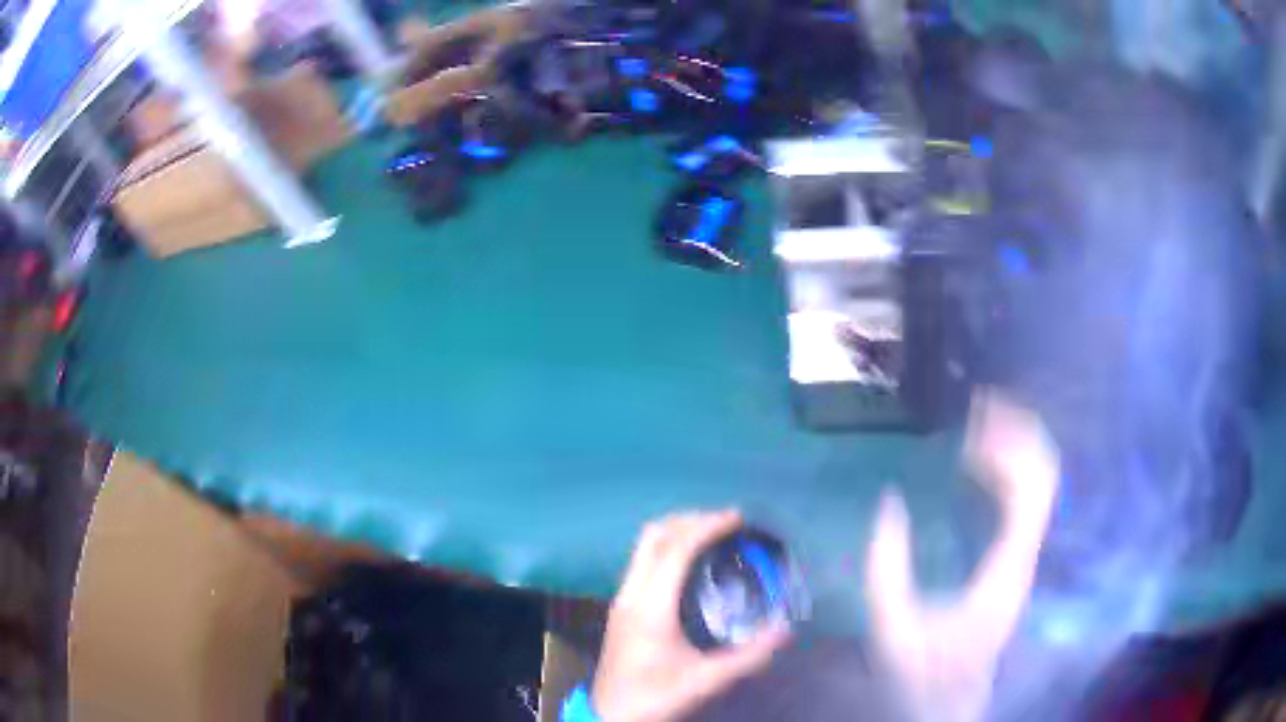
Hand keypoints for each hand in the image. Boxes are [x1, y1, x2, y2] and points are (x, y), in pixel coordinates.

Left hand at [592, 510, 790, 721]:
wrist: (612, 714)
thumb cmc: (657, 697)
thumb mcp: (707, 681)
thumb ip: (749, 656)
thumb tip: (787, 628)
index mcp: (650, 607)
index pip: (676, 550)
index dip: (707, 526)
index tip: (738, 518)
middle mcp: (631, 594)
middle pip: (654, 536)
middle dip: (691, 519)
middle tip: (728, 522)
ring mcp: (621, 598)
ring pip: (645, 546)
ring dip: (678, 531)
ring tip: (714, 534)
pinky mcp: (621, 606)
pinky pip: (643, 560)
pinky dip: (668, 547)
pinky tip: (692, 562)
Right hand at [865, 391, 1059, 721]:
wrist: (951, 696)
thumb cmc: (925, 665)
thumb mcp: (894, 623)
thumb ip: (887, 565)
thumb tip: (889, 500)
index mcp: (1006, 566)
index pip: (1031, 488)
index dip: (1010, 446)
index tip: (971, 423)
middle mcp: (1026, 552)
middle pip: (1043, 473)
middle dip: (1017, 431)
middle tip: (975, 408)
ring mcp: (1025, 553)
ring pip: (1039, 480)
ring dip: (1014, 445)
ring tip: (976, 424)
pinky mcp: (1016, 555)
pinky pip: (1024, 497)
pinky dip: (1007, 468)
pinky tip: (977, 462)